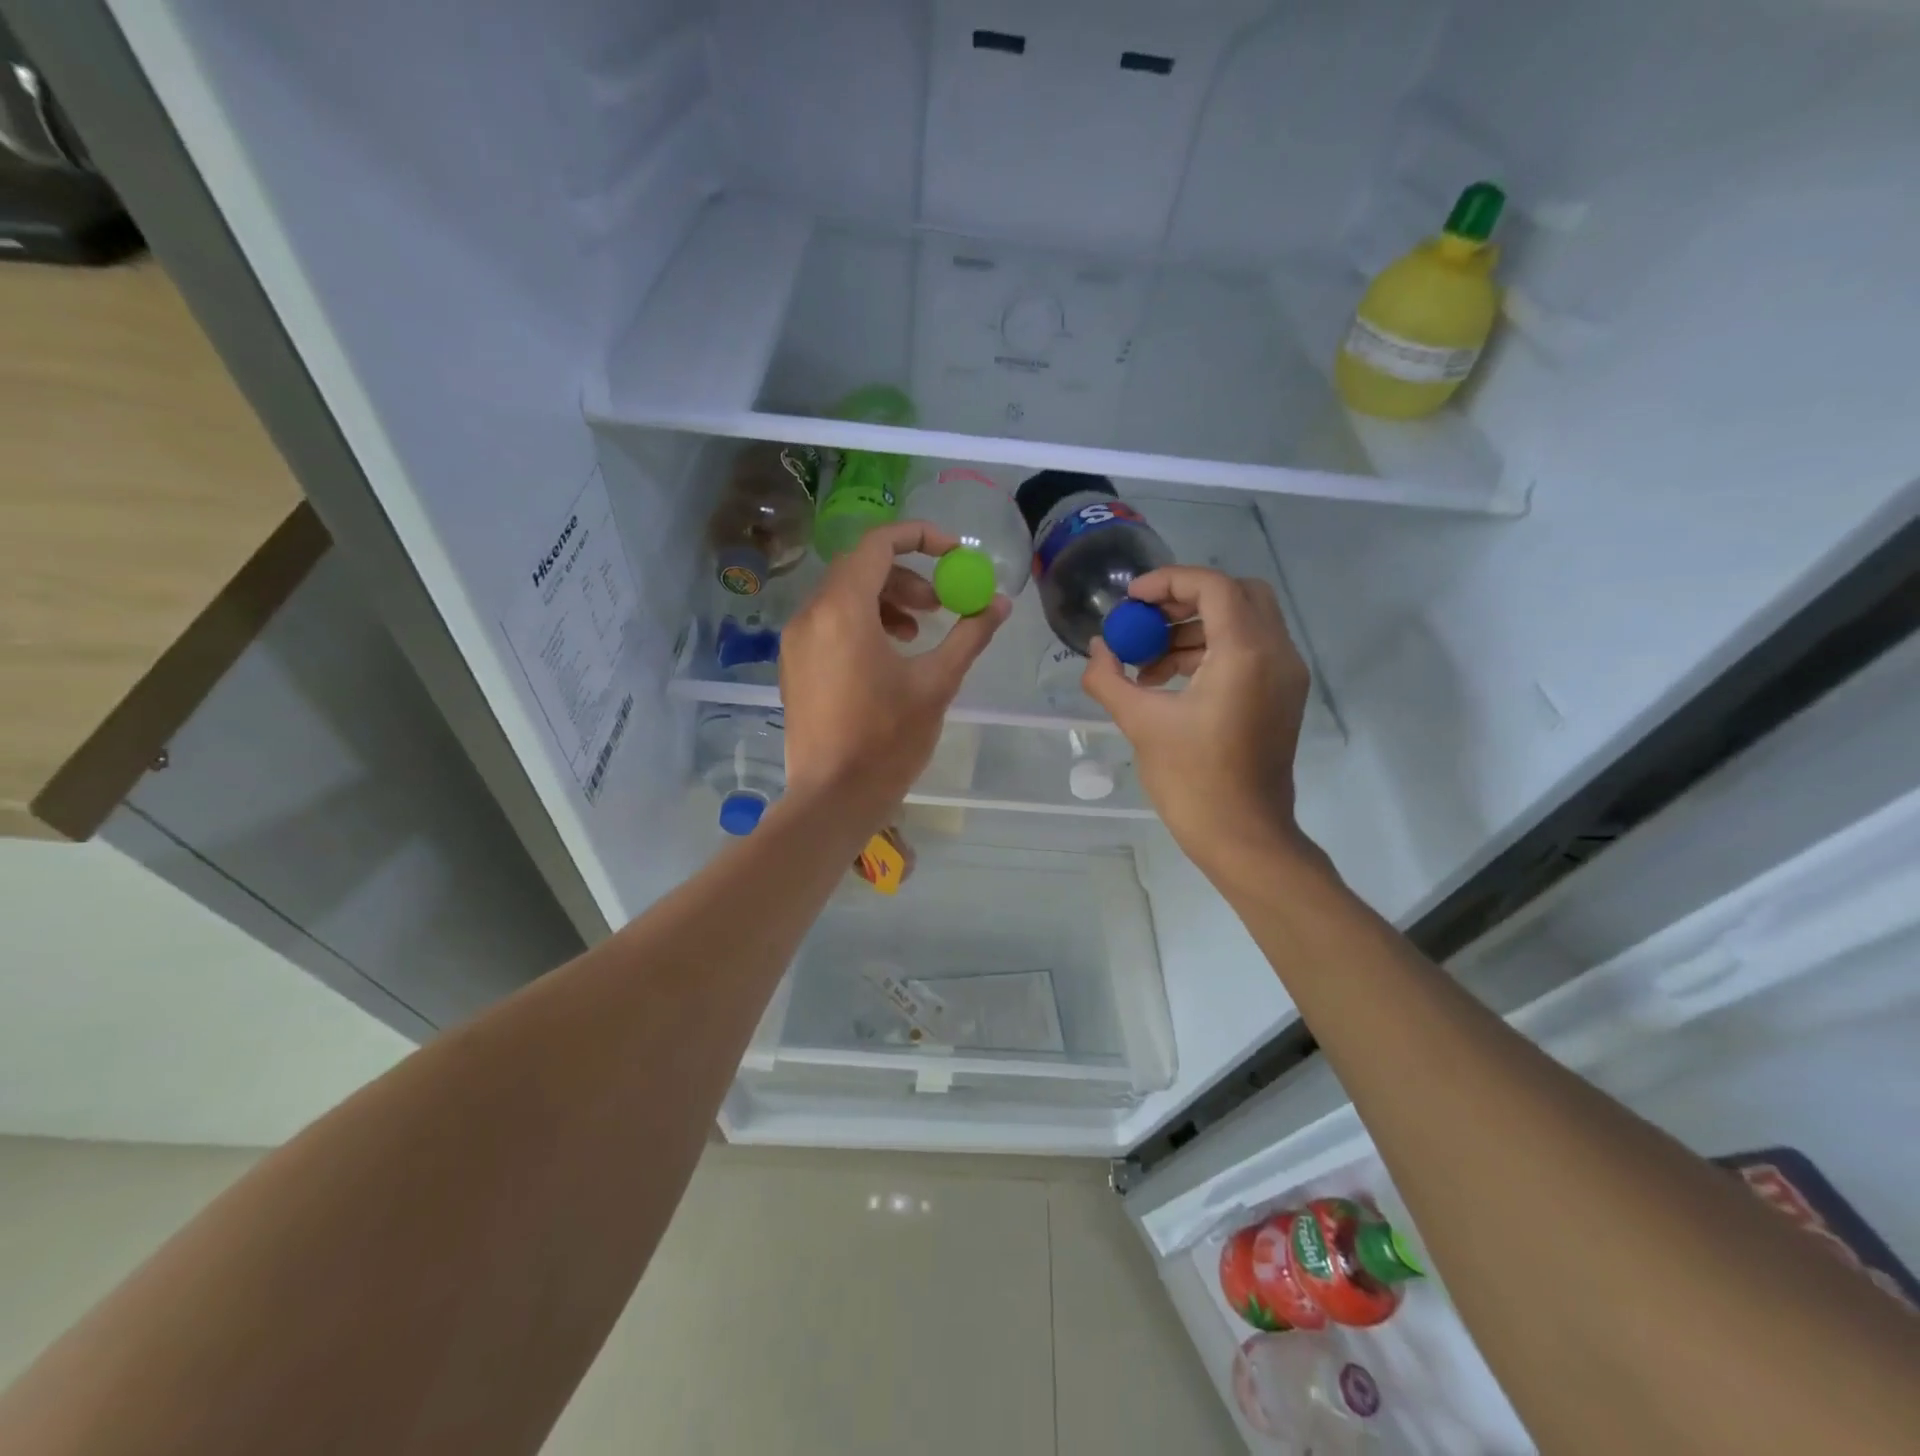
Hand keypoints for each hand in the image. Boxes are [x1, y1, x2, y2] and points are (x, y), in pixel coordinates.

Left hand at [778, 521, 1009, 830]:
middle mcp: (811, 615)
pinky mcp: (794, 666)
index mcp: (843, 609)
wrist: (831, 798)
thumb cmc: (886, 740)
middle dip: (907, 577)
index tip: (954, 553)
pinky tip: (888, 658)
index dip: (920, 537)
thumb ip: (969, 636)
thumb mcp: (937, 684)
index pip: (878, 544)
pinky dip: (862, 623)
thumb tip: (1000, 604)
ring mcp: (796, 642)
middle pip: (860, 568)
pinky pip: (829, 624)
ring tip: (918, 633)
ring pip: (843, 596)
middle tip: (941, 603)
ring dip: (886, 601)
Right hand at [1079, 567, 1311, 873]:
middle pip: (1238, 593)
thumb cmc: (1192, 780)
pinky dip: (1213, 650)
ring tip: (1149, 660)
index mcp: (1245, 653)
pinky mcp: (1283, 696)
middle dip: (1187, 598)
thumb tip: (1098, 649)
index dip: (1168, 581)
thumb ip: (1109, 678)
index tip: (1131, 600)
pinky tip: (1171, 680)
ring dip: (1196, 627)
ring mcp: (1286, 675)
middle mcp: (1277, 653)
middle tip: (1146, 619)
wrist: (1244, 836)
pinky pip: (1251, 650)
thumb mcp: (1140, 723)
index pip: (1213, 586)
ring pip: (1245, 621)